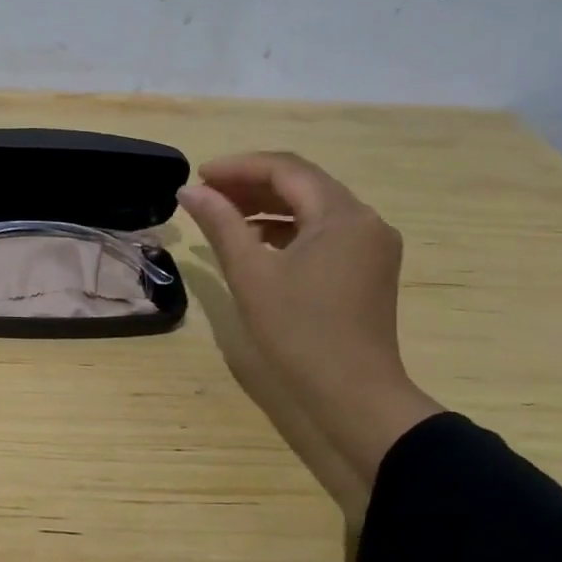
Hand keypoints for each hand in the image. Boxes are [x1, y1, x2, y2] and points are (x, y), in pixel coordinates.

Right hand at [177, 152, 442, 522]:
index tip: (198, 177)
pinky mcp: (367, 267)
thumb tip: (190, 191)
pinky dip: (287, 228)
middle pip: (302, 184)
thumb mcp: (250, 273)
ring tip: (224, 215)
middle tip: (206, 194)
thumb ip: (220, 224)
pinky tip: (256, 241)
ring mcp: (371, 245)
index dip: (238, 167)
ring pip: (313, 207)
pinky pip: (323, 231)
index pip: (286, 169)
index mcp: (342, 215)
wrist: (353, 394)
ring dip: (268, 205)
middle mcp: (365, 220)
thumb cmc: (298, 331)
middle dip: (251, 183)